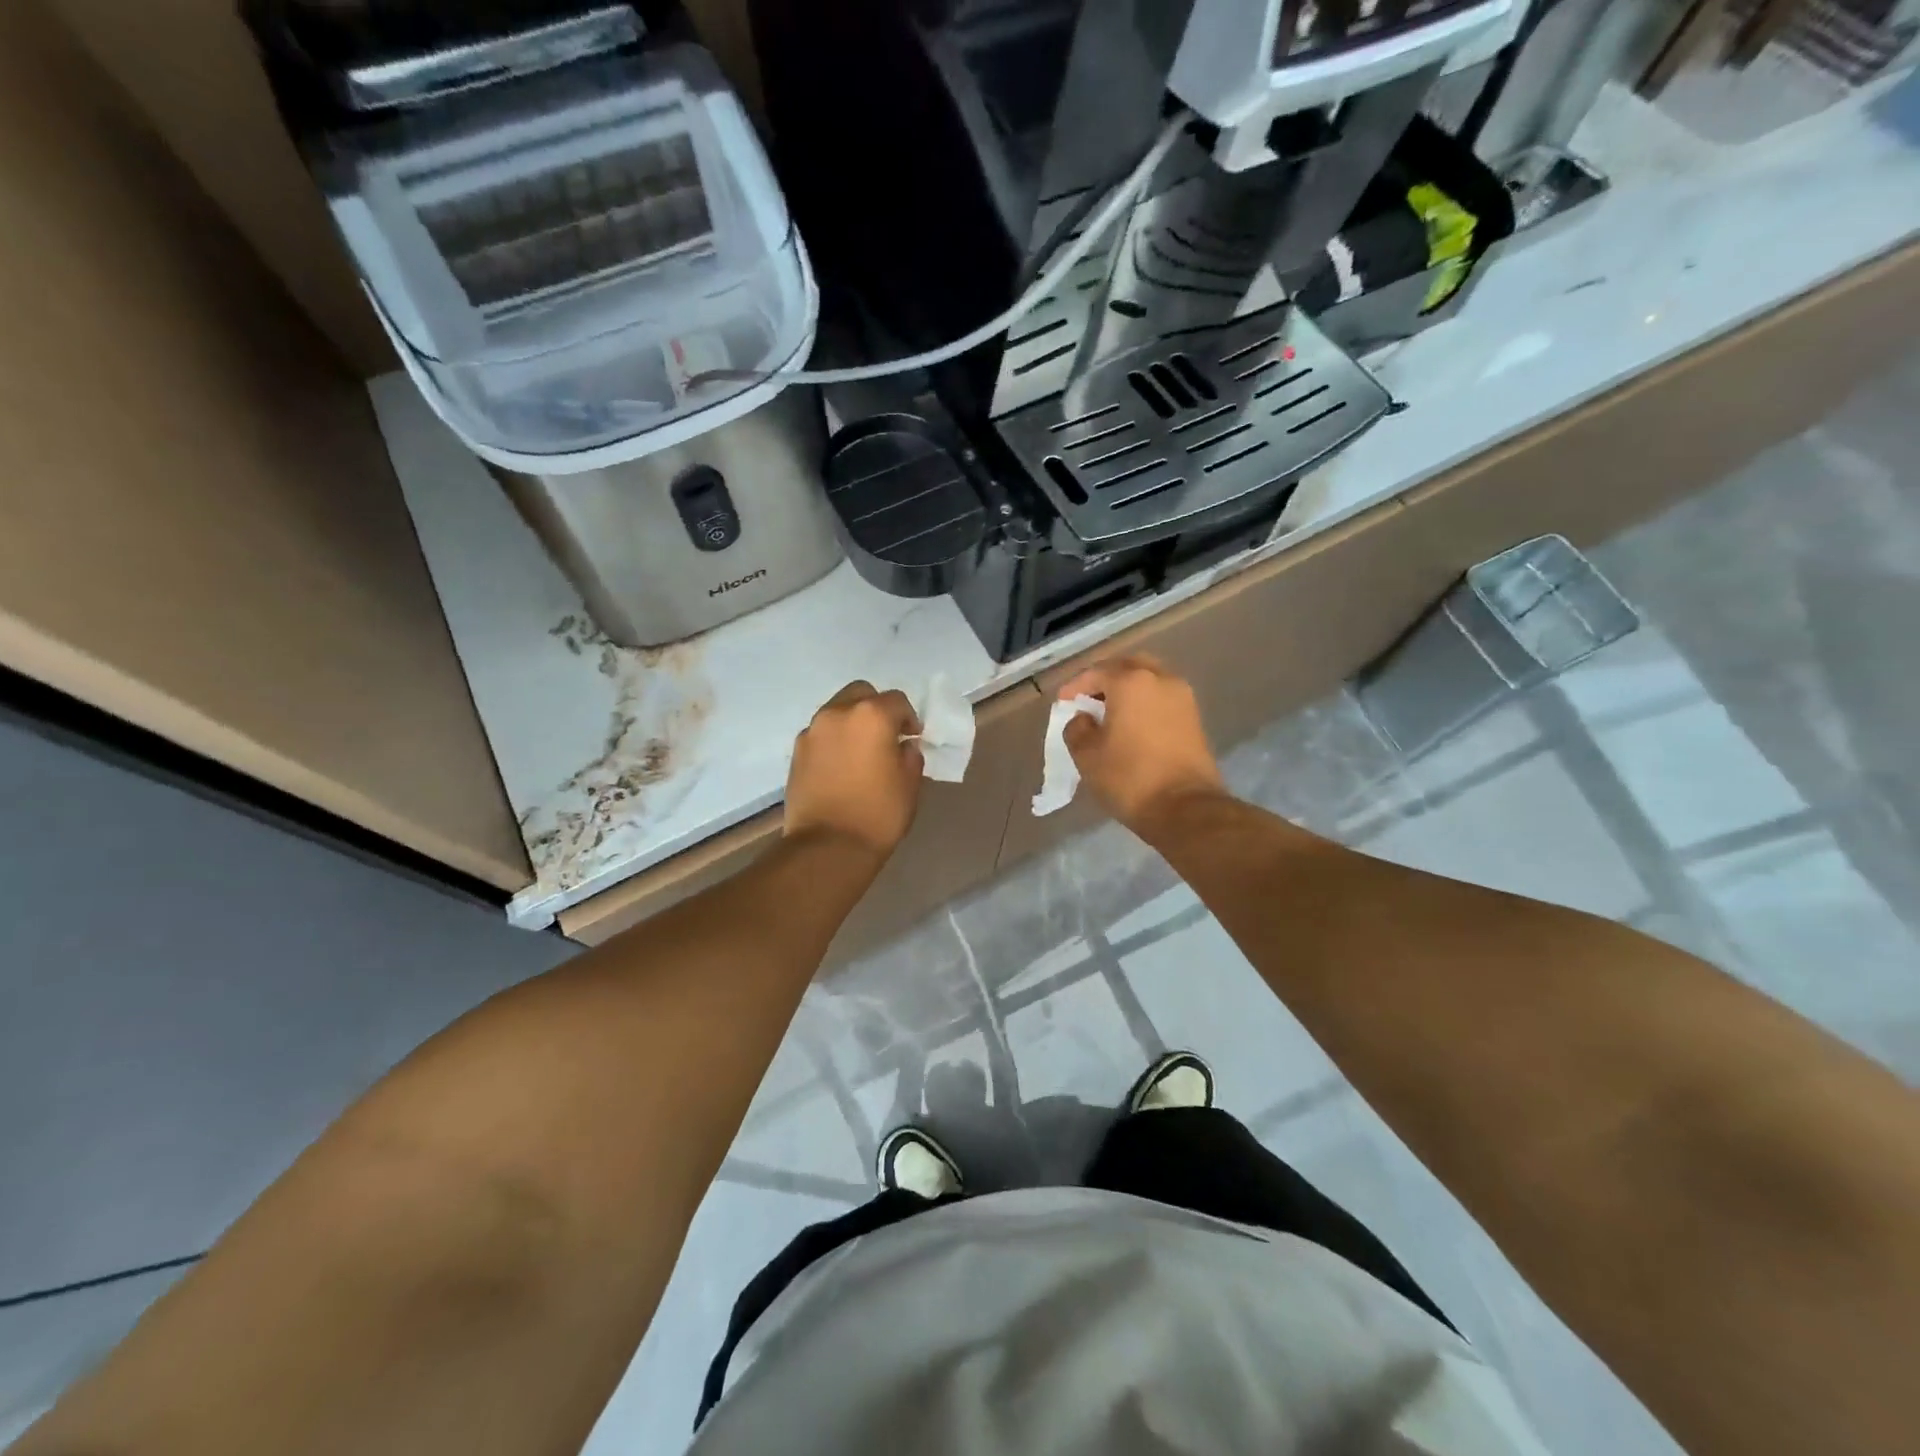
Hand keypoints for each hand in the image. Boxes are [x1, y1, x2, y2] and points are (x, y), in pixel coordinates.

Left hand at [784, 681, 923, 858]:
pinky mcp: (797, 751)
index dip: (908, 718)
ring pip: (837, 711)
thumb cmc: (878, 814)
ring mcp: (813, 731)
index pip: (897, 700)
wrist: (828, 846)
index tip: (912, 738)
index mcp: (872, 715)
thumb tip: (903, 746)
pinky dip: (834, 740)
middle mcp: (838, 713)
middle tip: (886, 736)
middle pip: (861, 694)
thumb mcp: (910, 784)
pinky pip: (821, 734)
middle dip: (876, 708)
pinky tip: (841, 766)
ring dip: (852, 722)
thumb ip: (910, 755)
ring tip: (861, 752)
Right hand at [1058, 656, 1225, 832]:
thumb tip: (1084, 718)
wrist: (1186, 808)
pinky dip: (1145, 704)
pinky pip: (1163, 699)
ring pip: (1150, 681)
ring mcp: (1183, 698)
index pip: (1096, 672)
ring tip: (1110, 713)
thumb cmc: (1129, 777)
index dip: (1075, 686)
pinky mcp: (1195, 719)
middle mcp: (1161, 679)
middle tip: (1089, 699)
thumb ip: (1077, 728)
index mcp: (1131, 682)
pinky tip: (1132, 725)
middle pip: (1128, 667)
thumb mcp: (1087, 755)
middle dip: (1106, 679)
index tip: (1063, 703)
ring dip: (1129, 690)